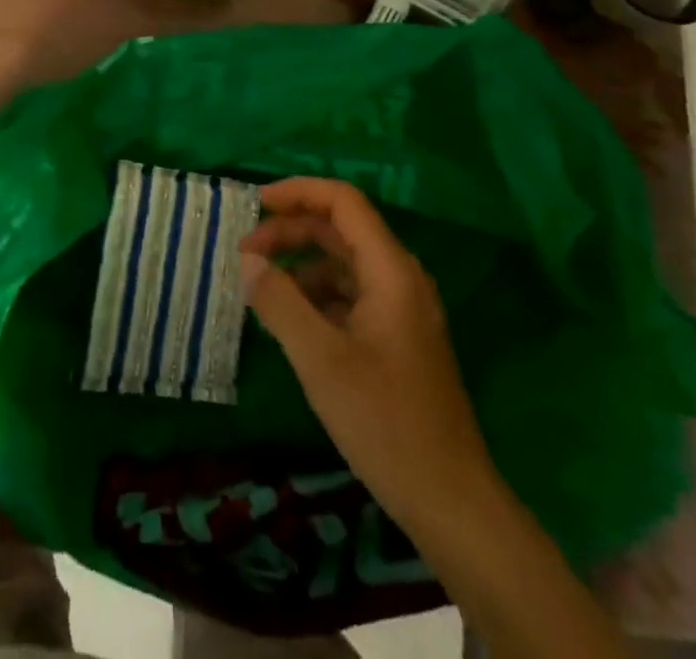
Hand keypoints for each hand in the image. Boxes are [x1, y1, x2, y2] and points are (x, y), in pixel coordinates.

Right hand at [241, 178, 496, 527]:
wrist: (451, 502)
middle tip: (244, 253)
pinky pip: (350, 294)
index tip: (253, 203)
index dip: (297, 192)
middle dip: (290, 231)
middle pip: (340, 229)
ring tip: (259, 286)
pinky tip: (288, 319)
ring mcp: (401, 309)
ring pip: (343, 263)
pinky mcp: (397, 337)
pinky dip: (316, 294)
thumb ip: (280, 302)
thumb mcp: (321, 360)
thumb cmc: (385, 423)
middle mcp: (400, 278)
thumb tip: (247, 261)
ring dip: (300, 264)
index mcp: (390, 270)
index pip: (343, 202)